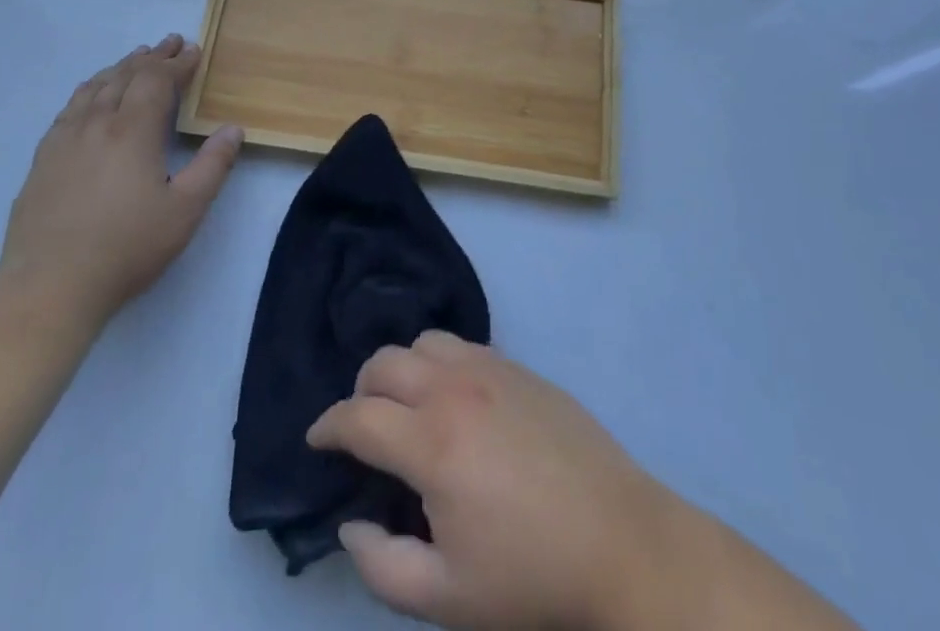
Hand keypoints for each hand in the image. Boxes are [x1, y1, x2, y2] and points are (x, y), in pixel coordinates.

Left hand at [0, 35, 241, 321]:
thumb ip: (213, 166)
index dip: (178, 63)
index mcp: (133, 130)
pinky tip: (93, 95)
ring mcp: (65, 138)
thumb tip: (233, 129)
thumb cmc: (127, 248)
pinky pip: (71, 106)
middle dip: (152, 56)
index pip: (158, 80)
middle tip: (170, 43)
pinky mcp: (43, 158)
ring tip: (136, 57)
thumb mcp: (185, 211)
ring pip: (96, 86)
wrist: (49, 286)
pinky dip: (91, 88)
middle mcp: (97, 122)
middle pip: (126, 75)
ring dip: (121, 67)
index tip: (194, 51)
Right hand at [308, 334, 855, 630]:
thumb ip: (381, 566)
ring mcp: (491, 368)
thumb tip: (350, 524)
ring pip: (423, 341)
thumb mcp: (447, 598)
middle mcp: (454, 388)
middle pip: (384, 362)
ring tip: (406, 406)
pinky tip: (453, 397)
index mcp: (431, 441)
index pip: (357, 416)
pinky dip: (439, 361)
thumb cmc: (531, 576)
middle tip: (363, 427)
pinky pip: (462, 344)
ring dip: (401, 368)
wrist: (622, 542)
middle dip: (360, 391)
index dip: (327, 427)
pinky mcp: (519, 366)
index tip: (316, 441)